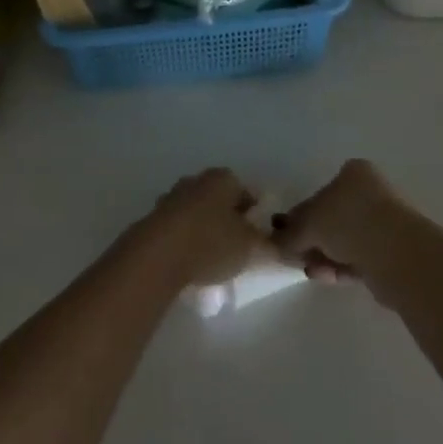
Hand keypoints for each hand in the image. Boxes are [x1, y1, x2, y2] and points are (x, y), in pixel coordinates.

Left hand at [130, 168, 269, 289]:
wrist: (158, 255)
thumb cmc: (211, 242)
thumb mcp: (251, 248)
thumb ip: (271, 246)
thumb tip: (287, 248)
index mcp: (222, 179)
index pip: (246, 192)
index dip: (254, 215)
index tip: (257, 239)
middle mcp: (196, 181)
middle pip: (220, 201)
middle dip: (228, 222)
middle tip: (237, 250)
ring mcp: (172, 198)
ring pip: (198, 214)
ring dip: (206, 231)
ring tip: (213, 262)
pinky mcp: (154, 218)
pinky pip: (179, 228)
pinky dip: (187, 241)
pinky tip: (190, 263)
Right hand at [275, 159, 407, 284]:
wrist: (396, 254)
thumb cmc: (348, 222)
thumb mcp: (308, 223)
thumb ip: (290, 232)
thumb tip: (275, 241)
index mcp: (354, 174)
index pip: (322, 192)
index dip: (302, 213)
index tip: (286, 233)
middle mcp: (371, 193)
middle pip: (333, 218)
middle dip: (312, 238)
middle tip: (294, 254)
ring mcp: (384, 224)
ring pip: (345, 241)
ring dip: (324, 255)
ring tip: (309, 270)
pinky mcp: (392, 254)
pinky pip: (358, 259)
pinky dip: (340, 267)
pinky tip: (324, 277)